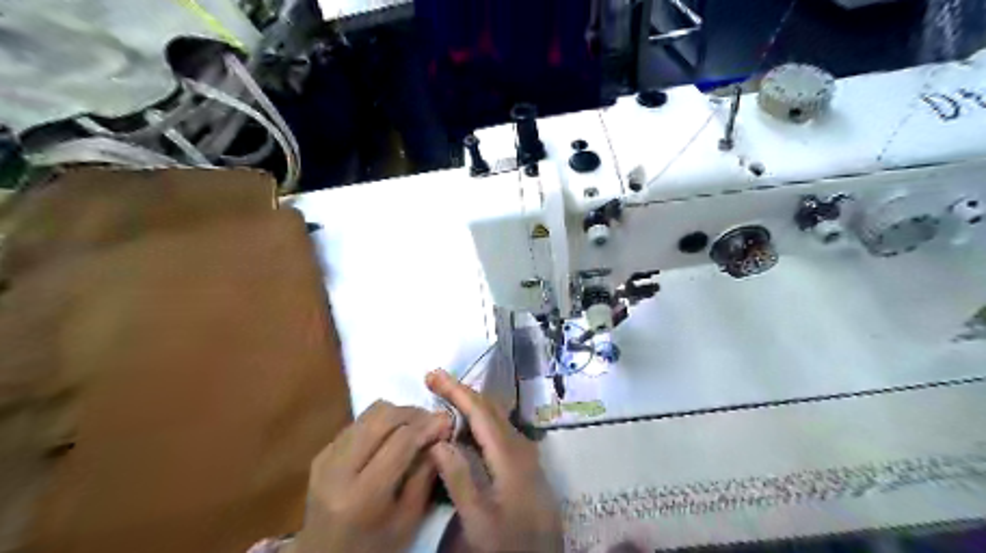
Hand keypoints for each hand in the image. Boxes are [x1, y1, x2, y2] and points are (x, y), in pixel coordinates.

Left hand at [288, 402, 451, 552]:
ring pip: (369, 414)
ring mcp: (326, 458)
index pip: (401, 440)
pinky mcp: (322, 453)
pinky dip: (381, 422)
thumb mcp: (409, 520)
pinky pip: (358, 423)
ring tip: (415, 426)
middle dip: (413, 413)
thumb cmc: (375, 547)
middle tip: (433, 421)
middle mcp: (338, 470)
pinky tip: (391, 437)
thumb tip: (442, 432)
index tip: (448, 421)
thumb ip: (425, 474)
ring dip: (398, 413)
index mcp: (362, 495)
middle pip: (382, 417)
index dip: (428, 425)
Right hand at [425, 369, 562, 549]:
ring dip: (470, 403)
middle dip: (462, 391)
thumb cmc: (510, 543)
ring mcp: (525, 453)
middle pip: (490, 408)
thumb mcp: (479, 520)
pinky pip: (498, 430)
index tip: (433, 375)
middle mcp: (520, 445)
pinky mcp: (523, 463)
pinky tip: (466, 426)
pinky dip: (479, 419)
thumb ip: (459, 478)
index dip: (456, 390)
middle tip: (434, 380)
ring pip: (496, 417)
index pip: (480, 411)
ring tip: (446, 396)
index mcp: (510, 454)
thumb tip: (437, 440)